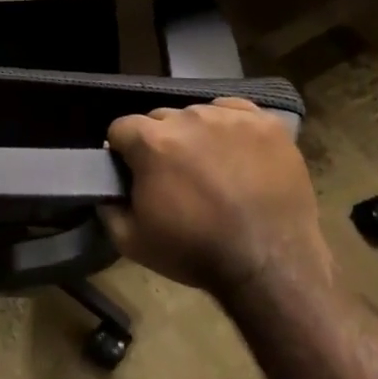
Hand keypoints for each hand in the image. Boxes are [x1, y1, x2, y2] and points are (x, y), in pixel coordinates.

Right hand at [103, 98, 332, 298]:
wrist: (271, 266)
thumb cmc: (196, 253)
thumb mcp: (132, 241)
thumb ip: (108, 208)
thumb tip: (106, 190)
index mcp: (152, 142)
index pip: (122, 128)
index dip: (123, 151)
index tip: (135, 173)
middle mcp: (188, 118)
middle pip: (160, 119)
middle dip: (161, 142)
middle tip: (176, 176)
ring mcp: (230, 118)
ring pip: (199, 114)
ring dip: (196, 135)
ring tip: (212, 167)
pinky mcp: (266, 123)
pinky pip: (236, 112)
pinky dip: (231, 128)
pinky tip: (238, 154)